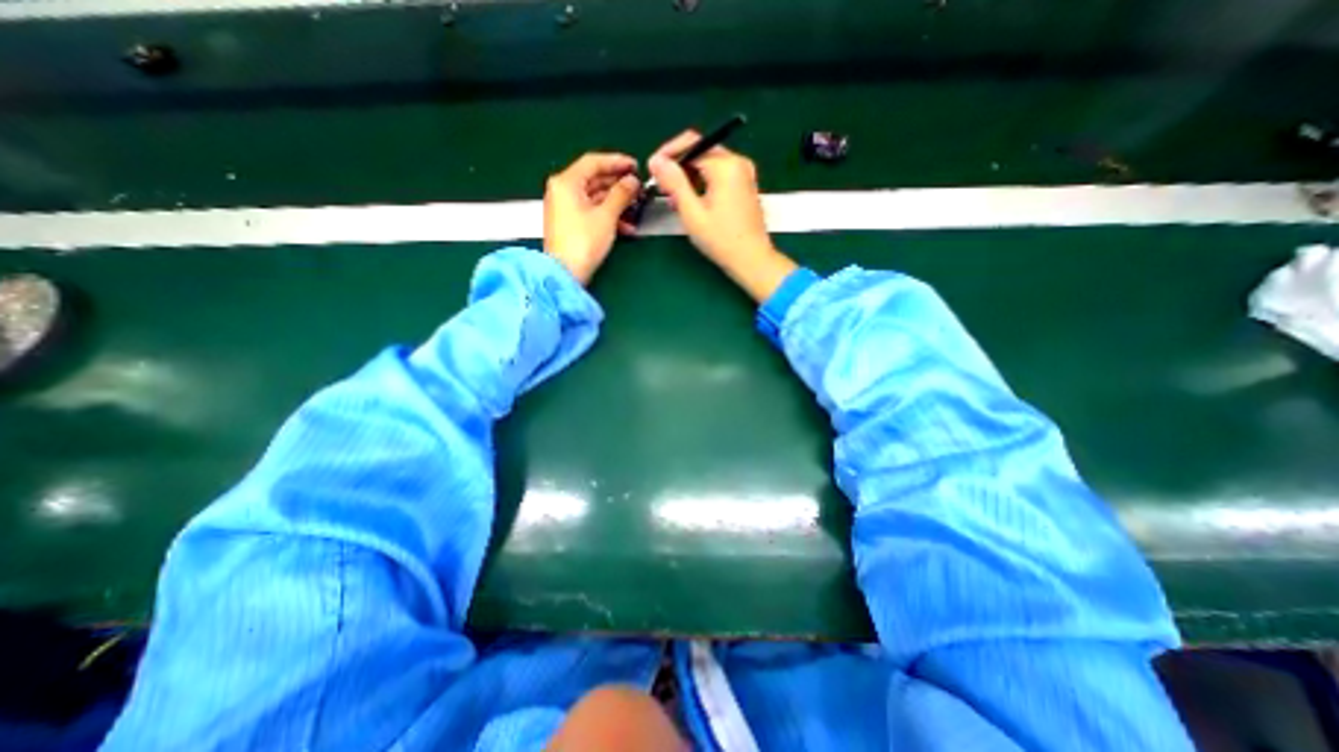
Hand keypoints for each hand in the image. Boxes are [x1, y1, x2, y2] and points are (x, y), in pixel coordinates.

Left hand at [539, 149, 638, 284]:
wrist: (565, 274)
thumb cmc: (583, 242)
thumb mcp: (606, 216)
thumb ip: (621, 194)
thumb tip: (632, 181)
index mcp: (566, 182)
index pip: (593, 162)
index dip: (617, 162)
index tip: (636, 166)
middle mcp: (562, 191)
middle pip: (594, 179)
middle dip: (618, 185)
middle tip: (638, 189)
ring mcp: (564, 209)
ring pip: (594, 198)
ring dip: (616, 203)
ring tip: (636, 209)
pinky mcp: (569, 224)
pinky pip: (591, 212)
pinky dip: (607, 216)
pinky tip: (626, 226)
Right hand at [648, 131, 792, 303]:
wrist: (751, 260)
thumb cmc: (721, 240)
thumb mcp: (692, 213)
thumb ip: (674, 183)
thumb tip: (656, 160)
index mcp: (726, 165)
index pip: (691, 144)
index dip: (668, 154)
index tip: (652, 170)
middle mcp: (738, 162)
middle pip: (700, 151)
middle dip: (679, 166)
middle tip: (663, 188)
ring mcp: (744, 173)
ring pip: (709, 163)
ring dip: (689, 176)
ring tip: (675, 200)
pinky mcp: (745, 185)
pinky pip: (719, 174)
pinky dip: (703, 183)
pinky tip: (693, 202)